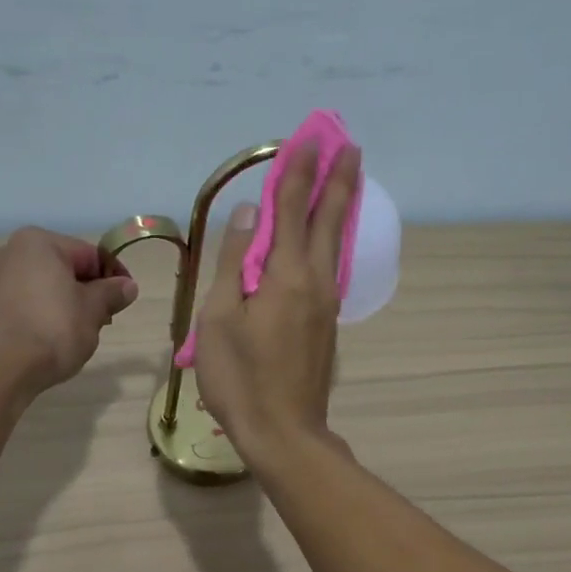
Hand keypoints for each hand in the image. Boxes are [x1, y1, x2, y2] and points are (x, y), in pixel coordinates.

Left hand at [0, 227, 138, 392]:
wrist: (2, 368)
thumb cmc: (54, 329)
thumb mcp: (93, 310)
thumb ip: (111, 293)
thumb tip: (128, 286)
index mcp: (38, 243)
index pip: (89, 254)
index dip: (113, 276)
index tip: (126, 299)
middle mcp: (9, 252)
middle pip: (63, 269)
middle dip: (87, 292)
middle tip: (104, 320)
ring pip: (42, 288)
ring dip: (64, 305)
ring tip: (79, 334)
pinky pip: (24, 306)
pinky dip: (41, 317)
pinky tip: (51, 340)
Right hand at [193, 143, 359, 461]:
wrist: (283, 432)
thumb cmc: (240, 378)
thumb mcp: (220, 318)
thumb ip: (235, 262)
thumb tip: (251, 213)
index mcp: (287, 276)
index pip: (292, 211)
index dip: (297, 173)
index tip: (307, 139)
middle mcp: (315, 282)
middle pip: (328, 221)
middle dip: (337, 181)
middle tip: (349, 146)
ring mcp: (326, 305)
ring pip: (336, 244)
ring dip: (340, 208)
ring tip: (347, 180)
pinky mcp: (326, 326)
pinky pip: (331, 268)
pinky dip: (333, 240)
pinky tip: (331, 239)